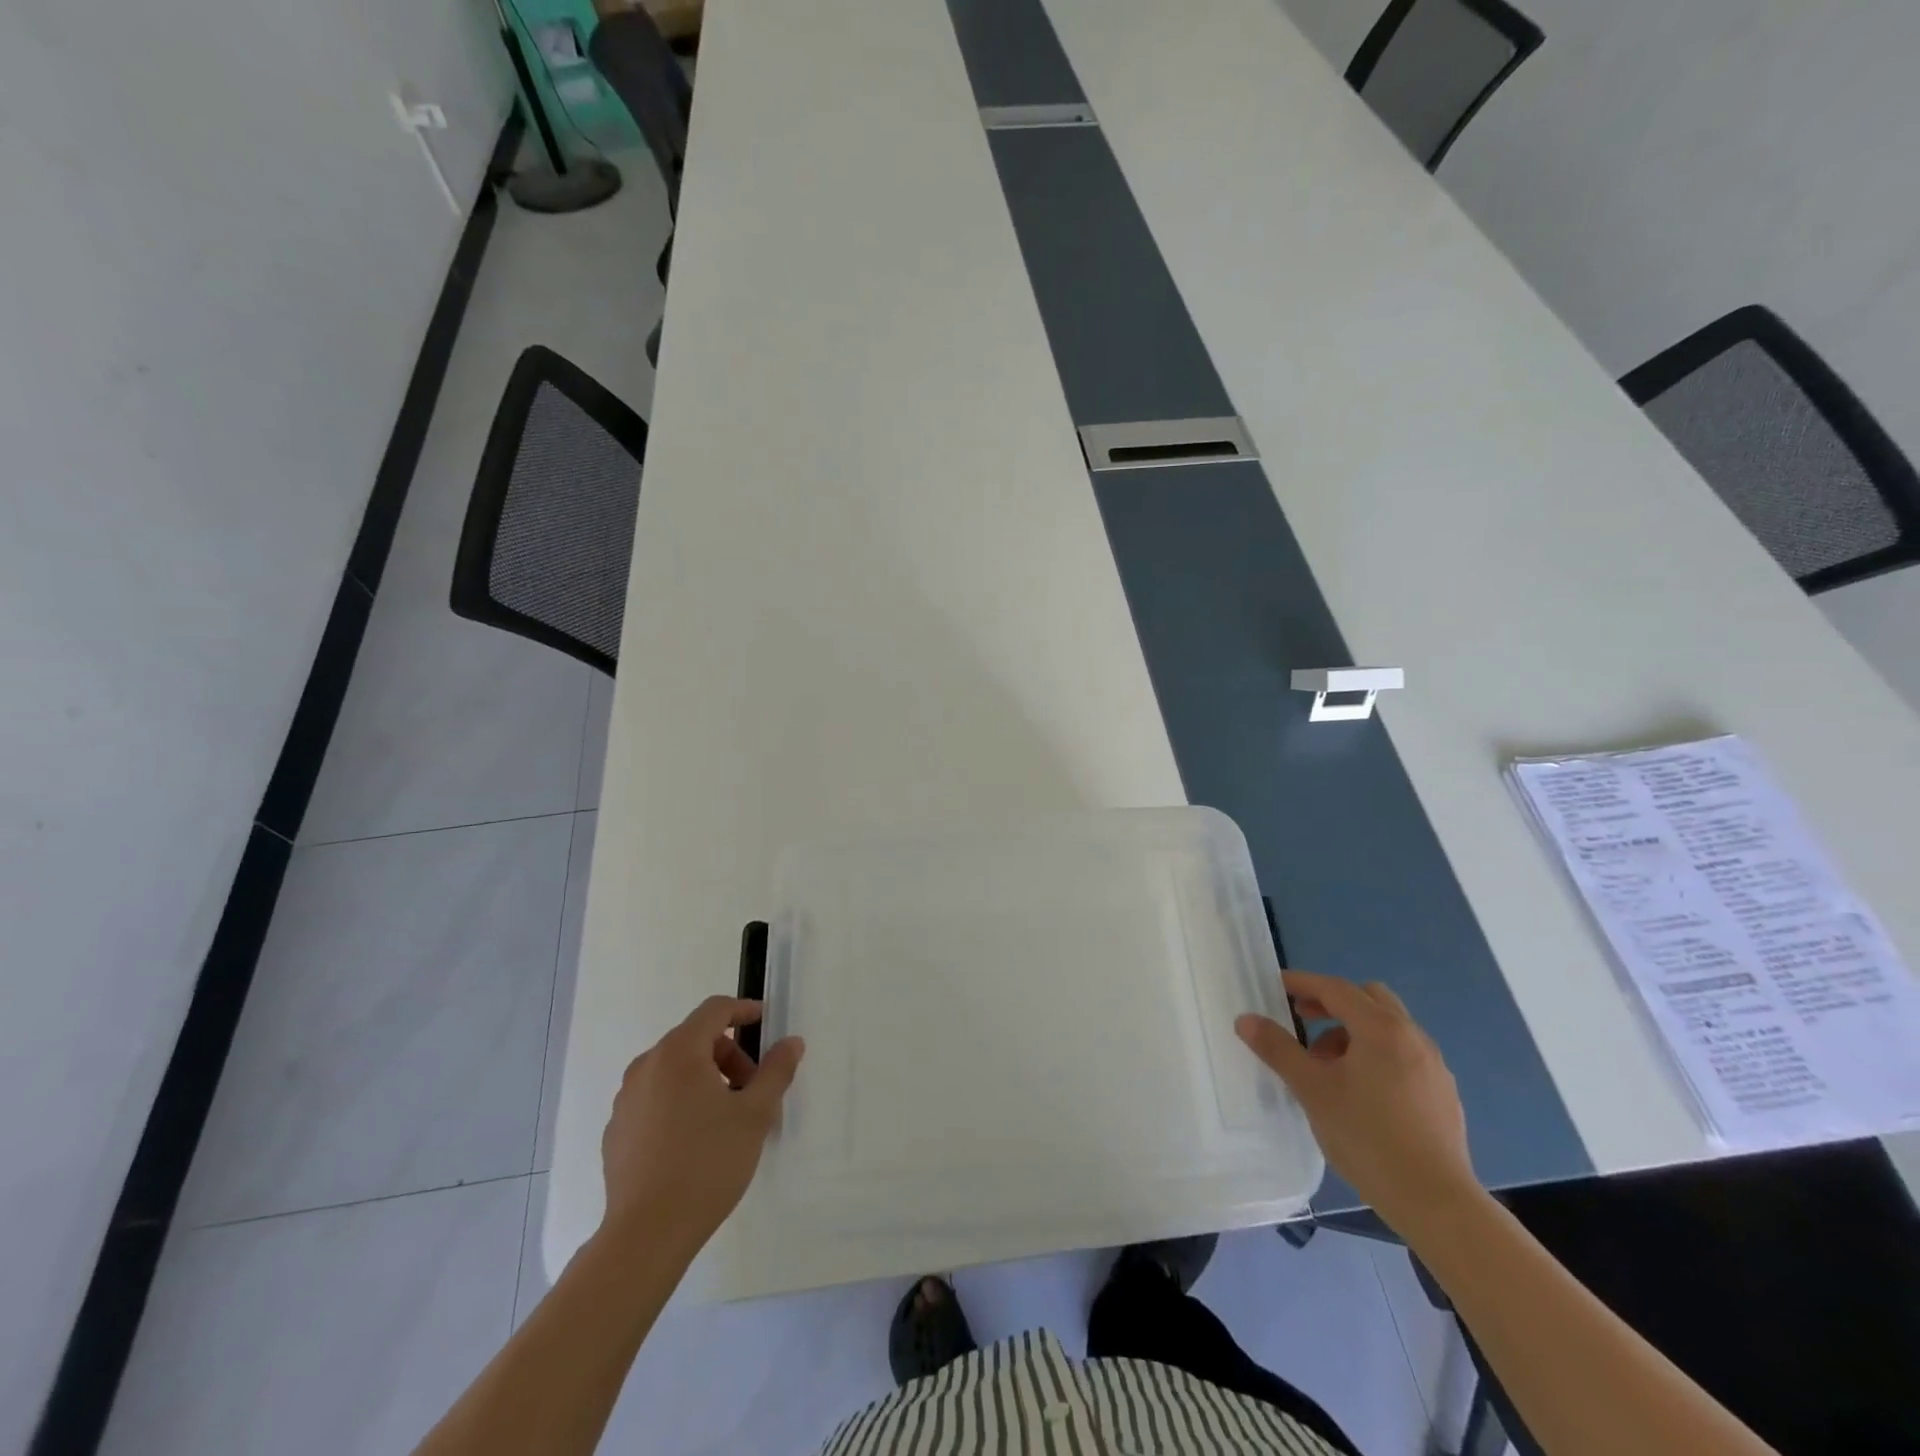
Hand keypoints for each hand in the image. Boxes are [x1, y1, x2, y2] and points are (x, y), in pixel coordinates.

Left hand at [599, 996, 803, 1254]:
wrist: (645, 1234)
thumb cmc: (707, 1163)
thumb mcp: (755, 1115)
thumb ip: (776, 1071)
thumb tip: (791, 1042)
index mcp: (679, 1053)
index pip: (715, 1010)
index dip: (744, 1010)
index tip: (766, 1024)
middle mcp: (647, 1066)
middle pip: (694, 1039)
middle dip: (729, 1054)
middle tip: (752, 1088)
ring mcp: (626, 1099)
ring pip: (674, 1070)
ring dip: (705, 1078)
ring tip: (727, 1118)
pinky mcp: (617, 1131)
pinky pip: (656, 1098)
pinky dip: (680, 1102)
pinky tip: (695, 1142)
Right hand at [1236, 970, 1476, 1235]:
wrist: (1436, 1202)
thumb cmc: (1367, 1137)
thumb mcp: (1312, 1090)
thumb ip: (1278, 1049)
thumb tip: (1246, 1019)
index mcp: (1381, 1029)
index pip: (1336, 988)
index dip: (1303, 983)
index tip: (1277, 987)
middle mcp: (1412, 1037)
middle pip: (1369, 999)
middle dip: (1333, 1004)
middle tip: (1305, 1022)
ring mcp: (1434, 1067)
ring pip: (1389, 1028)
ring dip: (1354, 1032)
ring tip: (1329, 1067)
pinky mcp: (1443, 1095)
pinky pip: (1404, 1055)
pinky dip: (1377, 1055)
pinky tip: (1362, 1093)